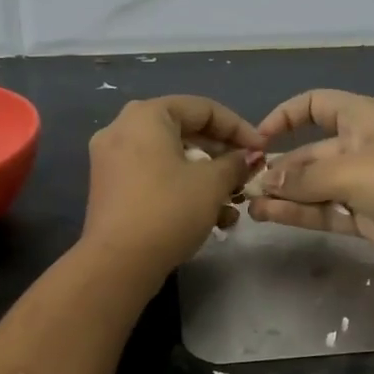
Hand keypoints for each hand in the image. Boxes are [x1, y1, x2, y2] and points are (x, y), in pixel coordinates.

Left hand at [83, 95, 260, 277]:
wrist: (118, 263)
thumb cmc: (169, 210)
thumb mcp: (212, 184)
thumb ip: (235, 163)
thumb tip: (249, 157)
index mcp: (146, 115)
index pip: (203, 109)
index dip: (238, 128)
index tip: (261, 151)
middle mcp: (123, 128)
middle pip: (185, 132)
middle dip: (222, 156)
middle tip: (247, 177)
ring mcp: (112, 159)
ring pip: (171, 157)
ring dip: (206, 177)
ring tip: (232, 204)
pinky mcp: (111, 187)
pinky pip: (154, 175)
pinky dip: (182, 188)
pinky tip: (209, 216)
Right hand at [250, 90, 373, 270]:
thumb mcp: (349, 169)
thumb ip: (304, 177)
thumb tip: (267, 181)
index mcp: (358, 118)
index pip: (315, 105)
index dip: (285, 117)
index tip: (258, 139)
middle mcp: (358, 147)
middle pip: (309, 153)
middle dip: (280, 168)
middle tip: (245, 187)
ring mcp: (362, 184)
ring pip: (314, 186)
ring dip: (284, 195)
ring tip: (249, 206)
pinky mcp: (366, 217)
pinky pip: (325, 211)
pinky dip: (299, 214)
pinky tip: (270, 217)